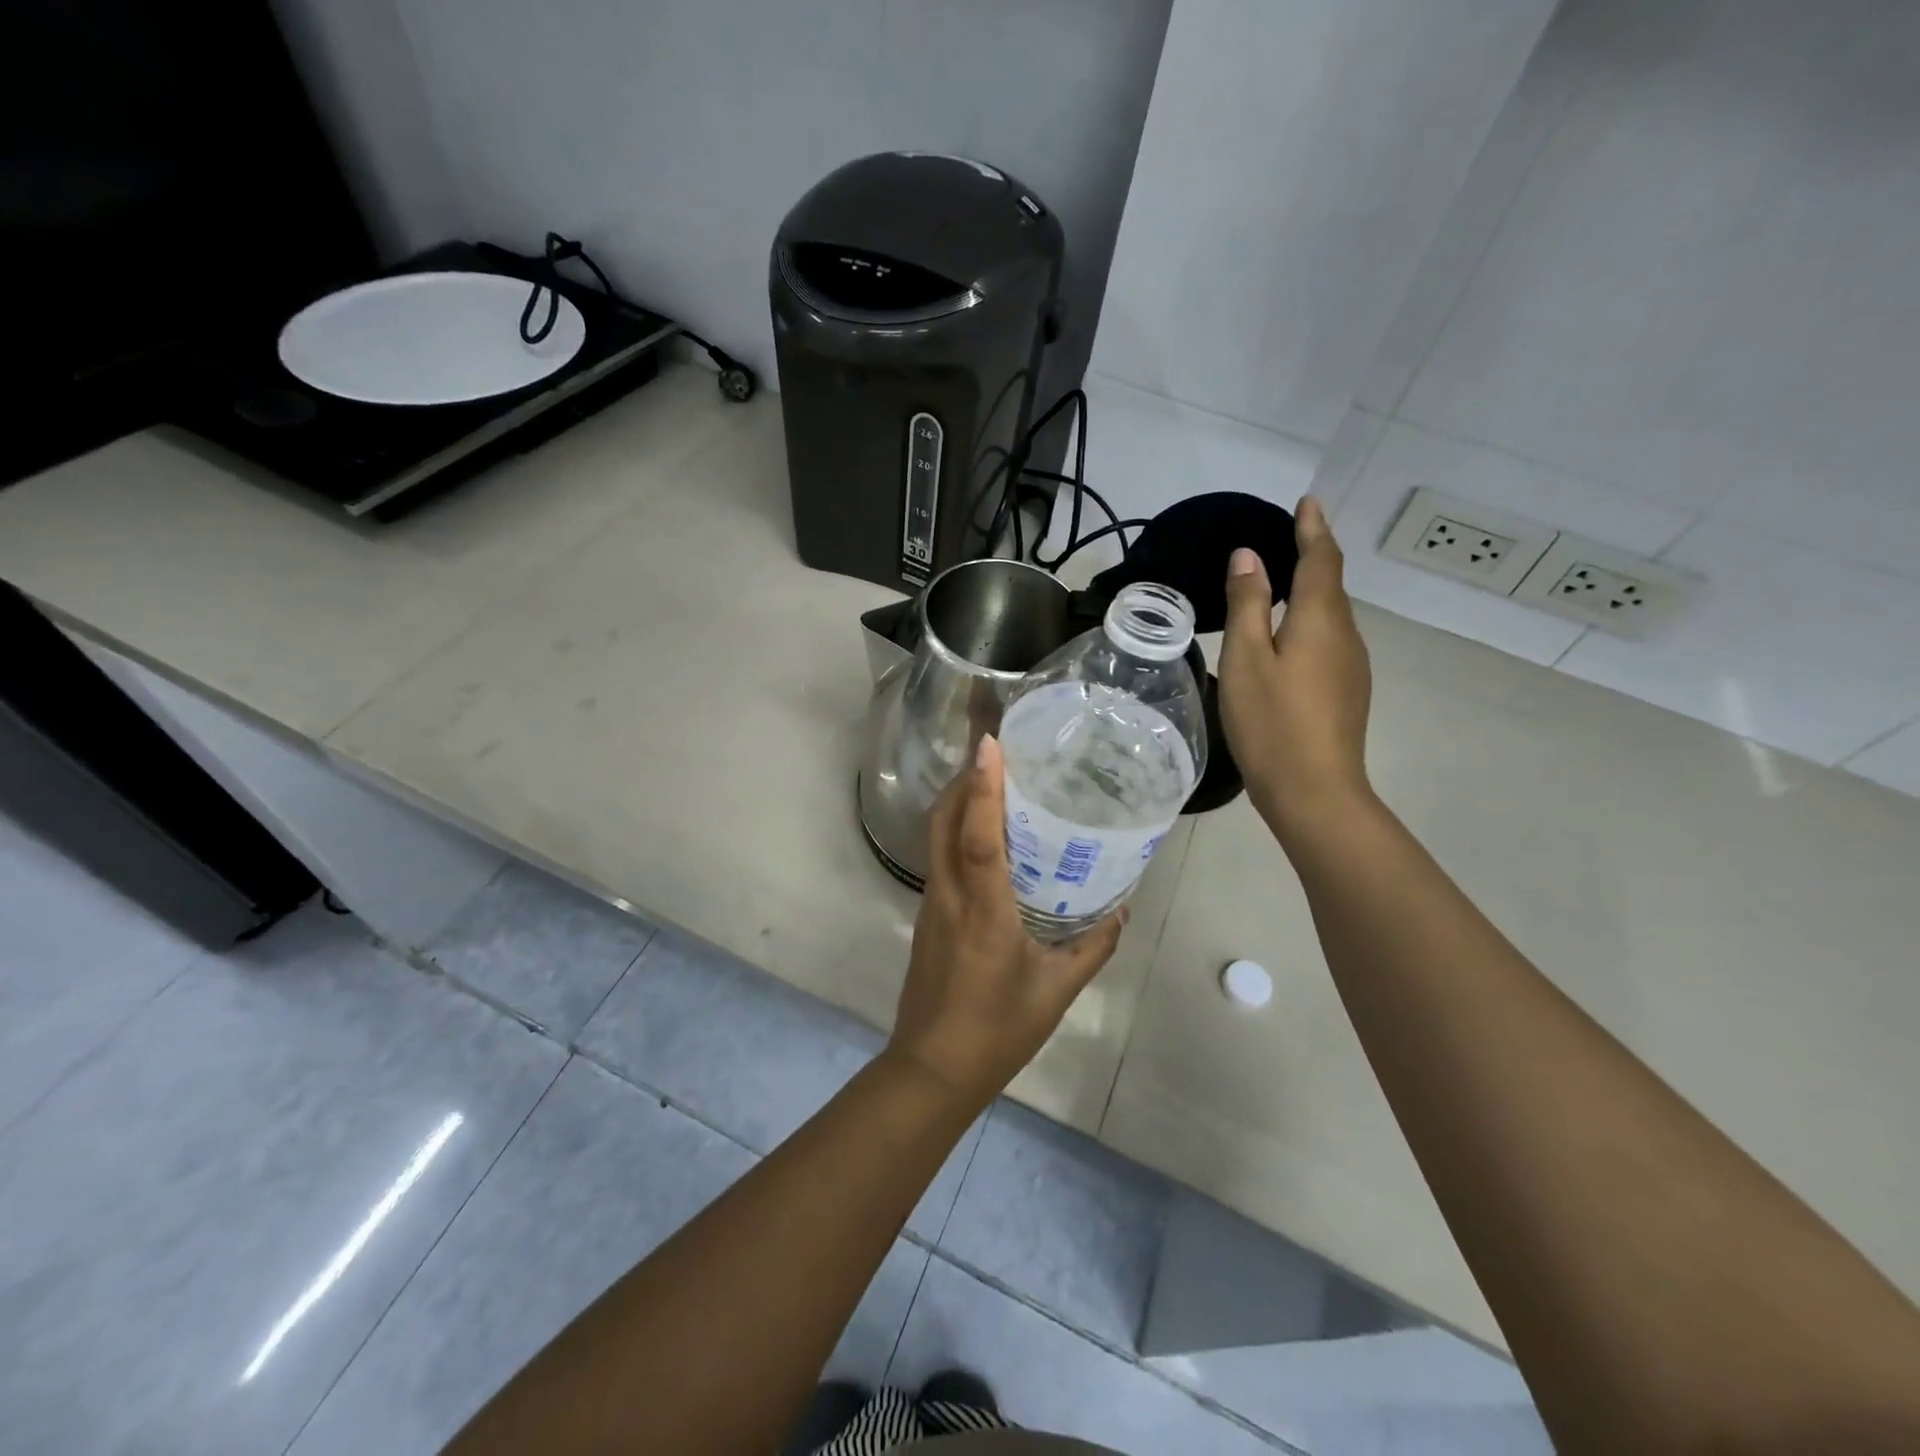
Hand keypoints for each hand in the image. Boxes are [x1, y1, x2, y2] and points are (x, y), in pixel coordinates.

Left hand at [888, 734, 1125, 1111]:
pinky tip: (985, 839)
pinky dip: (955, 832)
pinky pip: (939, 858)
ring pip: (935, 837)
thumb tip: (1121, 912)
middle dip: (962, 781)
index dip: (982, 788)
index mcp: (983, 911)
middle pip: (942, 822)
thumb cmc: (998, 1030)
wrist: (933, 1068)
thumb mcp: (1056, 990)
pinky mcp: (926, 916)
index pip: (977, 837)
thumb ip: (1093, 947)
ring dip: (957, 804)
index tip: (989, 745)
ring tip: (992, 785)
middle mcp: (949, 897)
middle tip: (995, 756)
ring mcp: (931, 904)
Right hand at [1219, 496, 1373, 837]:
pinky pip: (1328, 640)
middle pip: (1330, 585)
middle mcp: (1345, 635)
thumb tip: (1249, 556)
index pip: (1321, 559)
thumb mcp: (1247, 659)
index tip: (1306, 501)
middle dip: (1311, 555)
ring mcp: (1351, 666)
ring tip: (1278, 584)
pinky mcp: (1346, 692)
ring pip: (1330, 615)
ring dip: (1309, 591)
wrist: (1315, 792)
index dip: (1313, 528)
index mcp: (1320, 619)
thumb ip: (1248, 604)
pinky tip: (1286, 639)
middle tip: (1284, 537)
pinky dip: (1308, 622)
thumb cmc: (1272, 723)